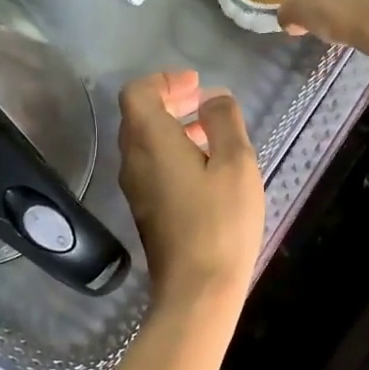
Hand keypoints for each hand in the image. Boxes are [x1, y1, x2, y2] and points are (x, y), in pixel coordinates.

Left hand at [117, 70, 264, 306]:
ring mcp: (134, 188)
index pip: (138, 92)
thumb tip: (213, 99)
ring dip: (172, 129)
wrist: (197, 289)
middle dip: (170, 101)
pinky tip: (204, 169)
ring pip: (144, 143)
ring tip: (210, 134)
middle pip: (138, 116)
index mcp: (150, 140)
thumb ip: (224, 122)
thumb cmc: (220, 222)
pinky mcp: (144, 210)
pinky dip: (171, 154)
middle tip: (203, 102)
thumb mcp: (236, 164)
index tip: (196, 86)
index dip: (165, 80)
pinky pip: (150, 167)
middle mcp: (132, 160)